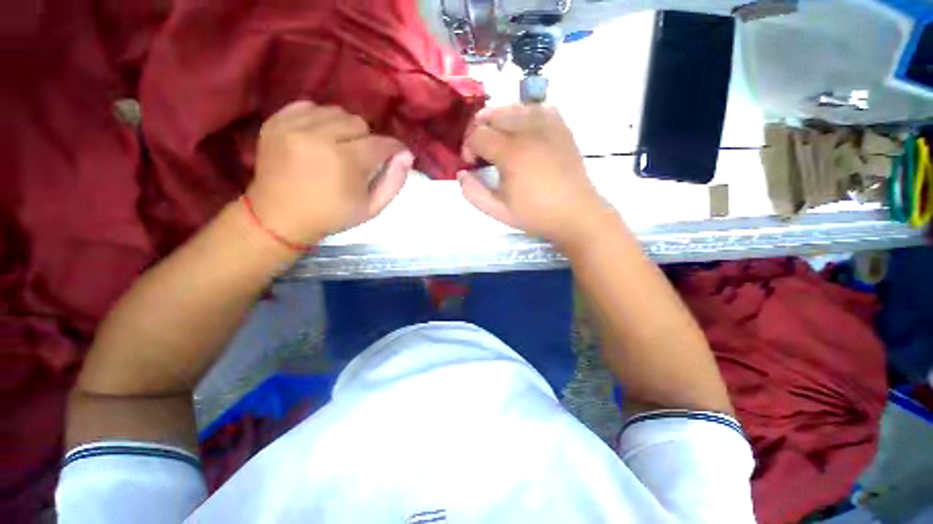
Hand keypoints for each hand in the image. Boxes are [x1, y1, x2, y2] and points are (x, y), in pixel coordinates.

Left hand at [246, 101, 412, 243]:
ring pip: (335, 111)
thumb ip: (393, 182)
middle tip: (362, 157)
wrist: (279, 218)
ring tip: (340, 146)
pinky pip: (308, 106)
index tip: (397, 154)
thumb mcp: (371, 208)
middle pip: (359, 123)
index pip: (381, 143)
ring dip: (345, 128)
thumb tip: (406, 156)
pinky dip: (319, 119)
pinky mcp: (275, 122)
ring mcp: (293, 126)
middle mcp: (319, 136)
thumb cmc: (332, 216)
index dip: (394, 148)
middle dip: (367, 140)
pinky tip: (319, 136)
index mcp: (345, 161)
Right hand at [458, 104, 608, 248]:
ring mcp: (548, 126)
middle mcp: (528, 131)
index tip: (471, 164)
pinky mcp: (562, 128)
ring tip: (499, 140)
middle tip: (481, 151)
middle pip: (493, 113)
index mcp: (511, 153)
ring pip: (515, 106)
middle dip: (480, 129)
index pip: (478, 134)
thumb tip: (461, 173)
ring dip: (500, 120)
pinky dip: (525, 114)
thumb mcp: (498, 211)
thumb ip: (473, 193)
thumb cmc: (536, 215)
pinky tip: (524, 131)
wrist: (576, 214)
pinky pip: (539, 108)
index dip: (468, 147)